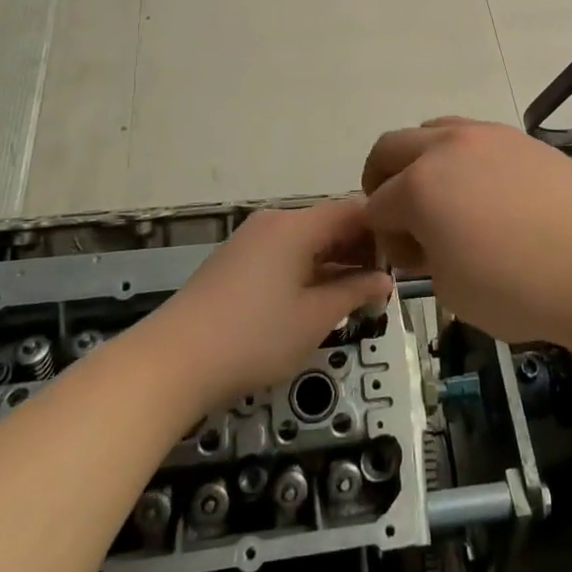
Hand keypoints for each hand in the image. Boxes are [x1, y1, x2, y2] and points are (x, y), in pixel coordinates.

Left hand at [146, 200, 392, 408]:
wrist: (172, 362)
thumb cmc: (253, 337)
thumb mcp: (314, 318)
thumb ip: (354, 292)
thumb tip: (385, 279)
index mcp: (297, 225)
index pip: (352, 209)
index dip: (381, 230)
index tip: (400, 262)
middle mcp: (275, 221)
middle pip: (329, 222)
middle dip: (359, 248)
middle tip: (381, 285)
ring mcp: (252, 239)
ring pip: (307, 239)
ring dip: (334, 261)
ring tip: (354, 296)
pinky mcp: (236, 260)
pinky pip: (285, 252)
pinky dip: (307, 268)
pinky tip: (316, 299)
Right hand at [361, 117, 571, 344]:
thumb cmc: (518, 288)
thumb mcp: (451, 290)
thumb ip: (423, 256)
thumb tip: (423, 238)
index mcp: (420, 186)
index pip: (376, 204)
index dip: (381, 234)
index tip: (404, 258)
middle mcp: (446, 148)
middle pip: (391, 147)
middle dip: (383, 180)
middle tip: (401, 215)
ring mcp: (486, 136)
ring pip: (433, 130)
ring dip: (422, 159)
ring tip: (445, 197)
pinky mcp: (520, 138)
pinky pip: (473, 137)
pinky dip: (461, 158)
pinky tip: (487, 193)